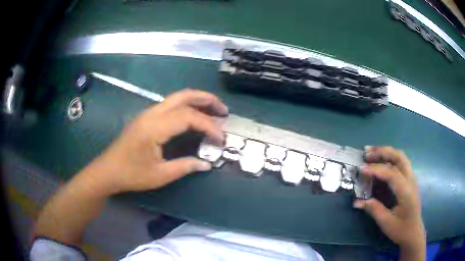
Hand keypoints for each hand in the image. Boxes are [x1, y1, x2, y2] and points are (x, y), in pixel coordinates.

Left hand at [85, 89, 227, 194]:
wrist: (107, 170)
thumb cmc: (131, 174)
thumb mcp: (160, 175)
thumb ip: (185, 166)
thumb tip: (206, 164)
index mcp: (154, 127)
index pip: (188, 117)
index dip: (209, 126)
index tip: (221, 138)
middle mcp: (152, 114)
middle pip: (183, 96)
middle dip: (206, 99)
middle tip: (223, 110)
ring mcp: (148, 113)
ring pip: (177, 97)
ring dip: (197, 100)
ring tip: (214, 110)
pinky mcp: (146, 117)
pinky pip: (170, 105)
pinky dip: (187, 106)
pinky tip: (194, 116)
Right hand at [353, 146, 424, 254]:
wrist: (413, 231)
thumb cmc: (400, 229)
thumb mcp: (386, 223)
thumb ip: (373, 209)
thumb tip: (356, 202)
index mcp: (406, 191)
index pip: (391, 173)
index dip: (376, 169)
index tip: (361, 168)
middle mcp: (411, 179)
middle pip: (399, 157)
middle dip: (382, 151)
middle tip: (367, 153)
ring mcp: (412, 177)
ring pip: (401, 156)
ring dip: (386, 151)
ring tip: (372, 152)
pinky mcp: (410, 179)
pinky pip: (401, 162)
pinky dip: (390, 157)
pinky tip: (382, 161)